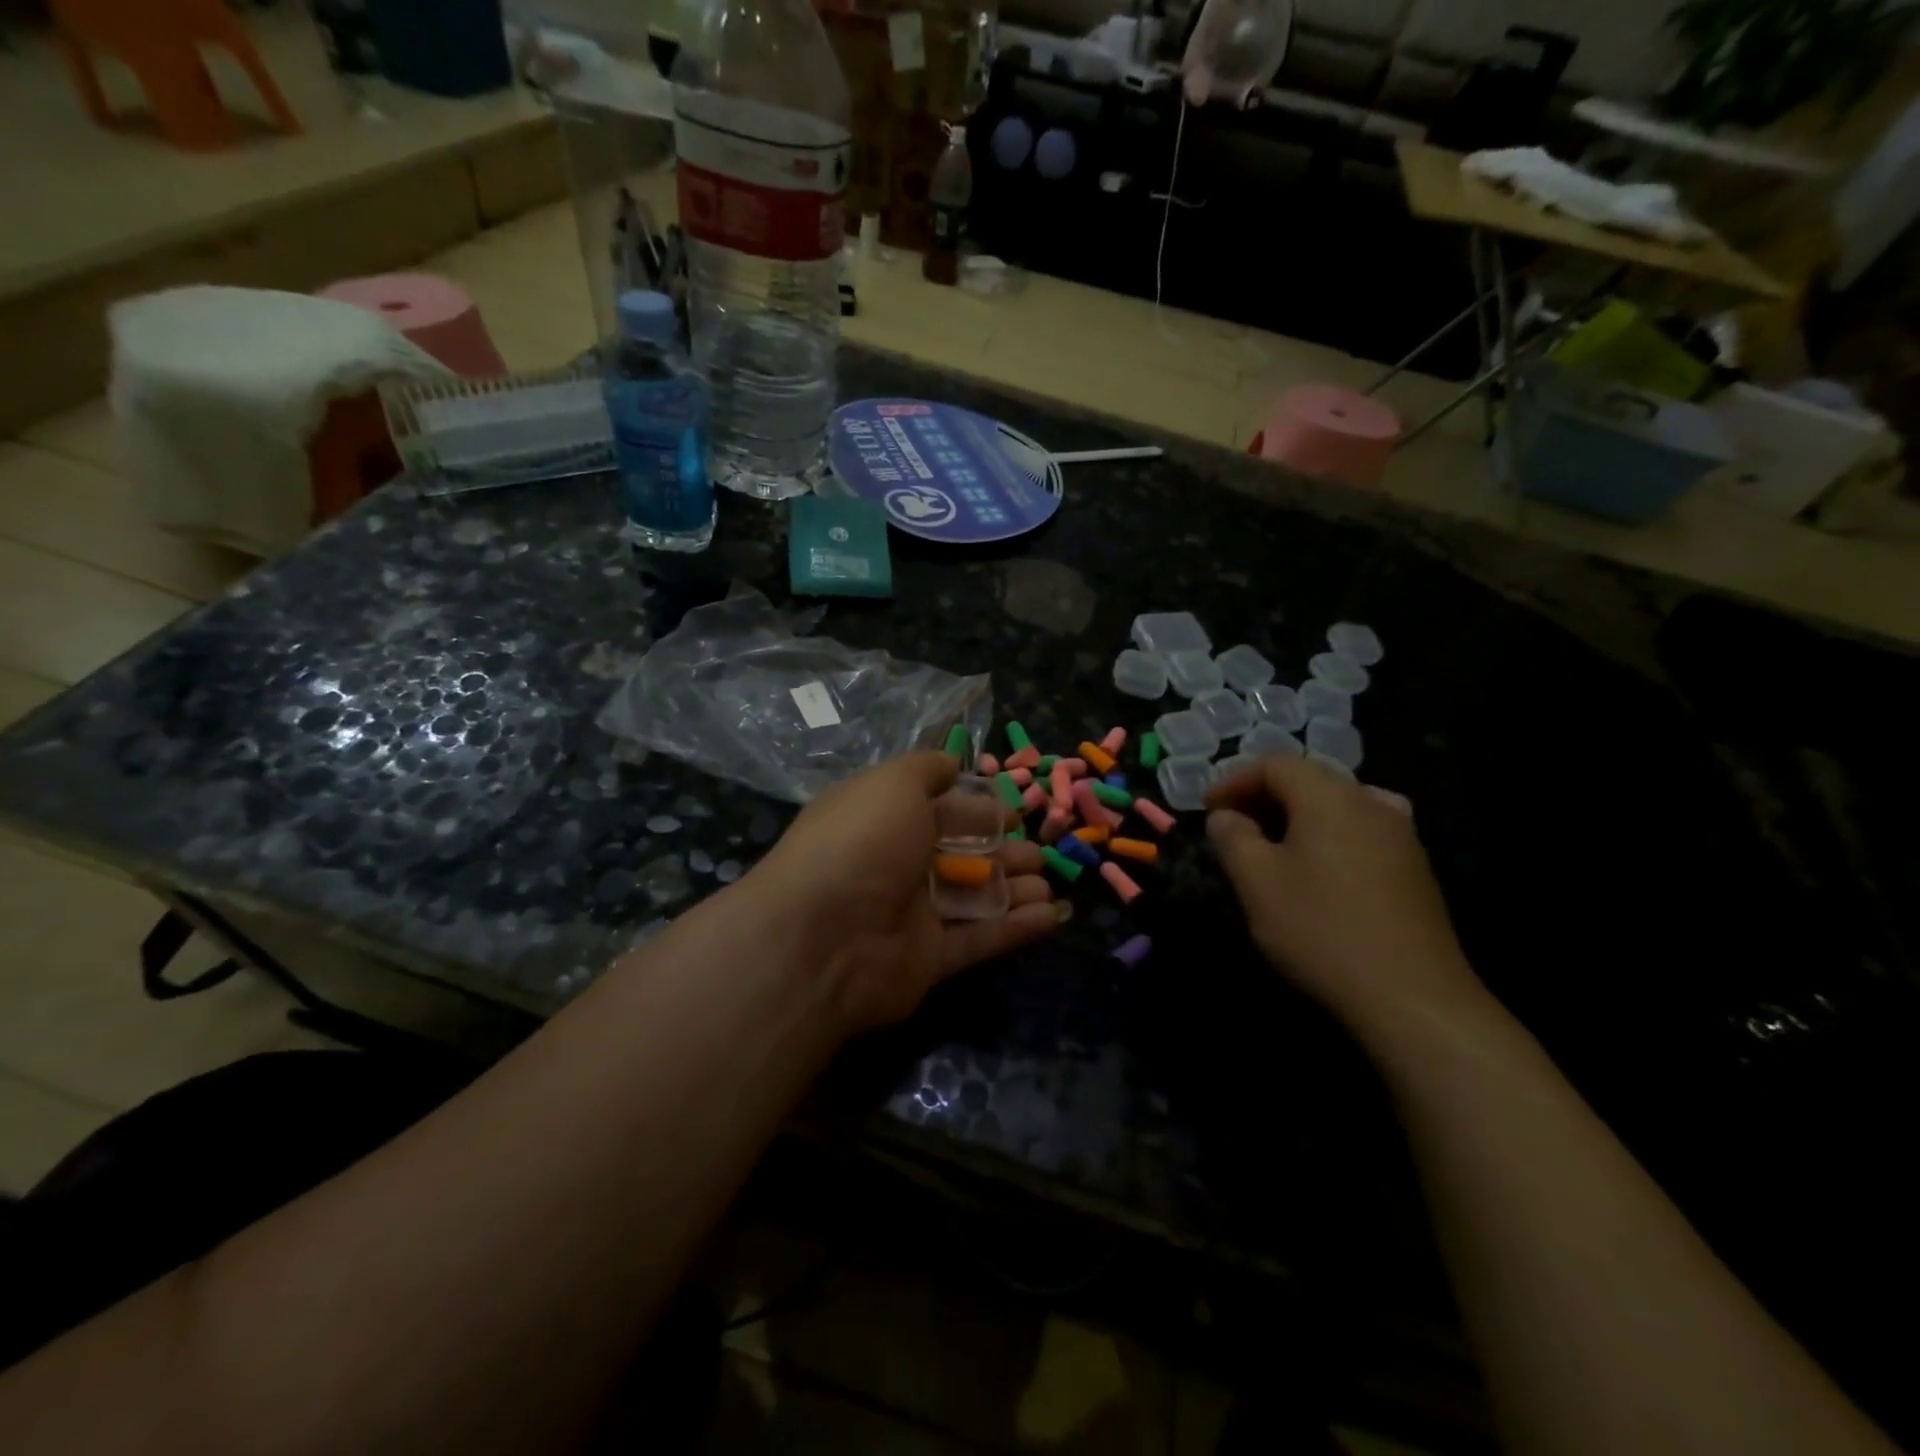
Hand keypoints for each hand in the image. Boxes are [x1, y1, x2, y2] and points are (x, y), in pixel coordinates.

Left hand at [752, 753, 1058, 1033]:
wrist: (822, 938)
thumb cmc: (860, 844)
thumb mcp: (892, 784)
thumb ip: (925, 769)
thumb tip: (952, 762)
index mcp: (884, 821)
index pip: (940, 810)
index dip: (978, 809)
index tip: (1016, 813)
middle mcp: (897, 865)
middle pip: (961, 855)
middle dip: (1003, 851)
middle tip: (1040, 852)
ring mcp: (911, 915)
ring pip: (973, 898)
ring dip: (1015, 888)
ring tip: (1049, 882)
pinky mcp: (928, 960)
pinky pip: (978, 939)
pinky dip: (1015, 928)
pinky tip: (1052, 917)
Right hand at [1205, 756, 1481, 1040]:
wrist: (1412, 997)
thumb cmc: (1321, 930)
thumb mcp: (1256, 882)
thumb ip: (1233, 838)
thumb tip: (1226, 817)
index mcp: (1329, 797)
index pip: (1275, 764)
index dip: (1234, 780)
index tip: (1208, 810)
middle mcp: (1370, 803)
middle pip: (1309, 780)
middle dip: (1264, 796)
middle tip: (1234, 827)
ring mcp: (1401, 835)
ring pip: (1337, 805)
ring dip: (1297, 816)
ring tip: (1273, 846)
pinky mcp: (1415, 868)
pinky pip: (1361, 831)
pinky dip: (1328, 835)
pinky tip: (1319, 869)